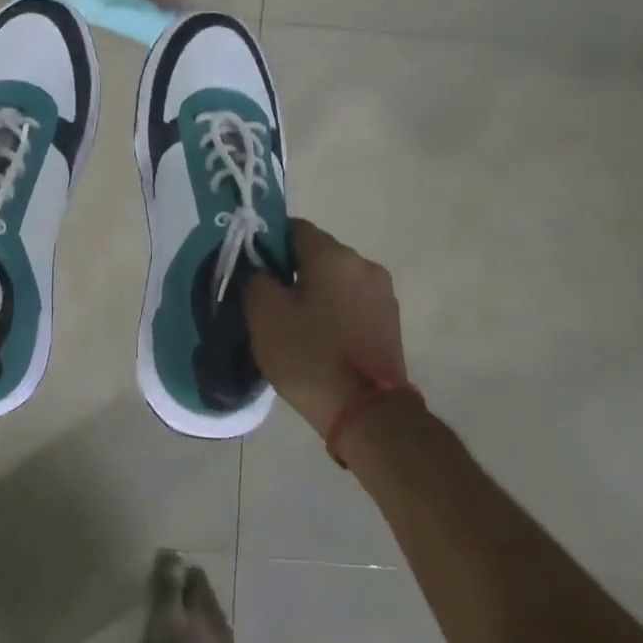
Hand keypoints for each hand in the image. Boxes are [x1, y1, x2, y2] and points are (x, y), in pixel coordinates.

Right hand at [245, 219, 409, 437]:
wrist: (368, 414)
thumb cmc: (310, 355)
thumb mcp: (264, 314)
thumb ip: (255, 277)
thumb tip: (259, 267)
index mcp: (333, 255)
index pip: (293, 228)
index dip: (267, 243)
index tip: (252, 267)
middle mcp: (363, 265)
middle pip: (317, 253)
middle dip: (291, 268)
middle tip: (268, 297)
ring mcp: (382, 294)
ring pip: (335, 279)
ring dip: (314, 291)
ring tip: (294, 321)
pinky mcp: (390, 322)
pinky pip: (352, 302)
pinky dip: (334, 310)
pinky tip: (319, 336)